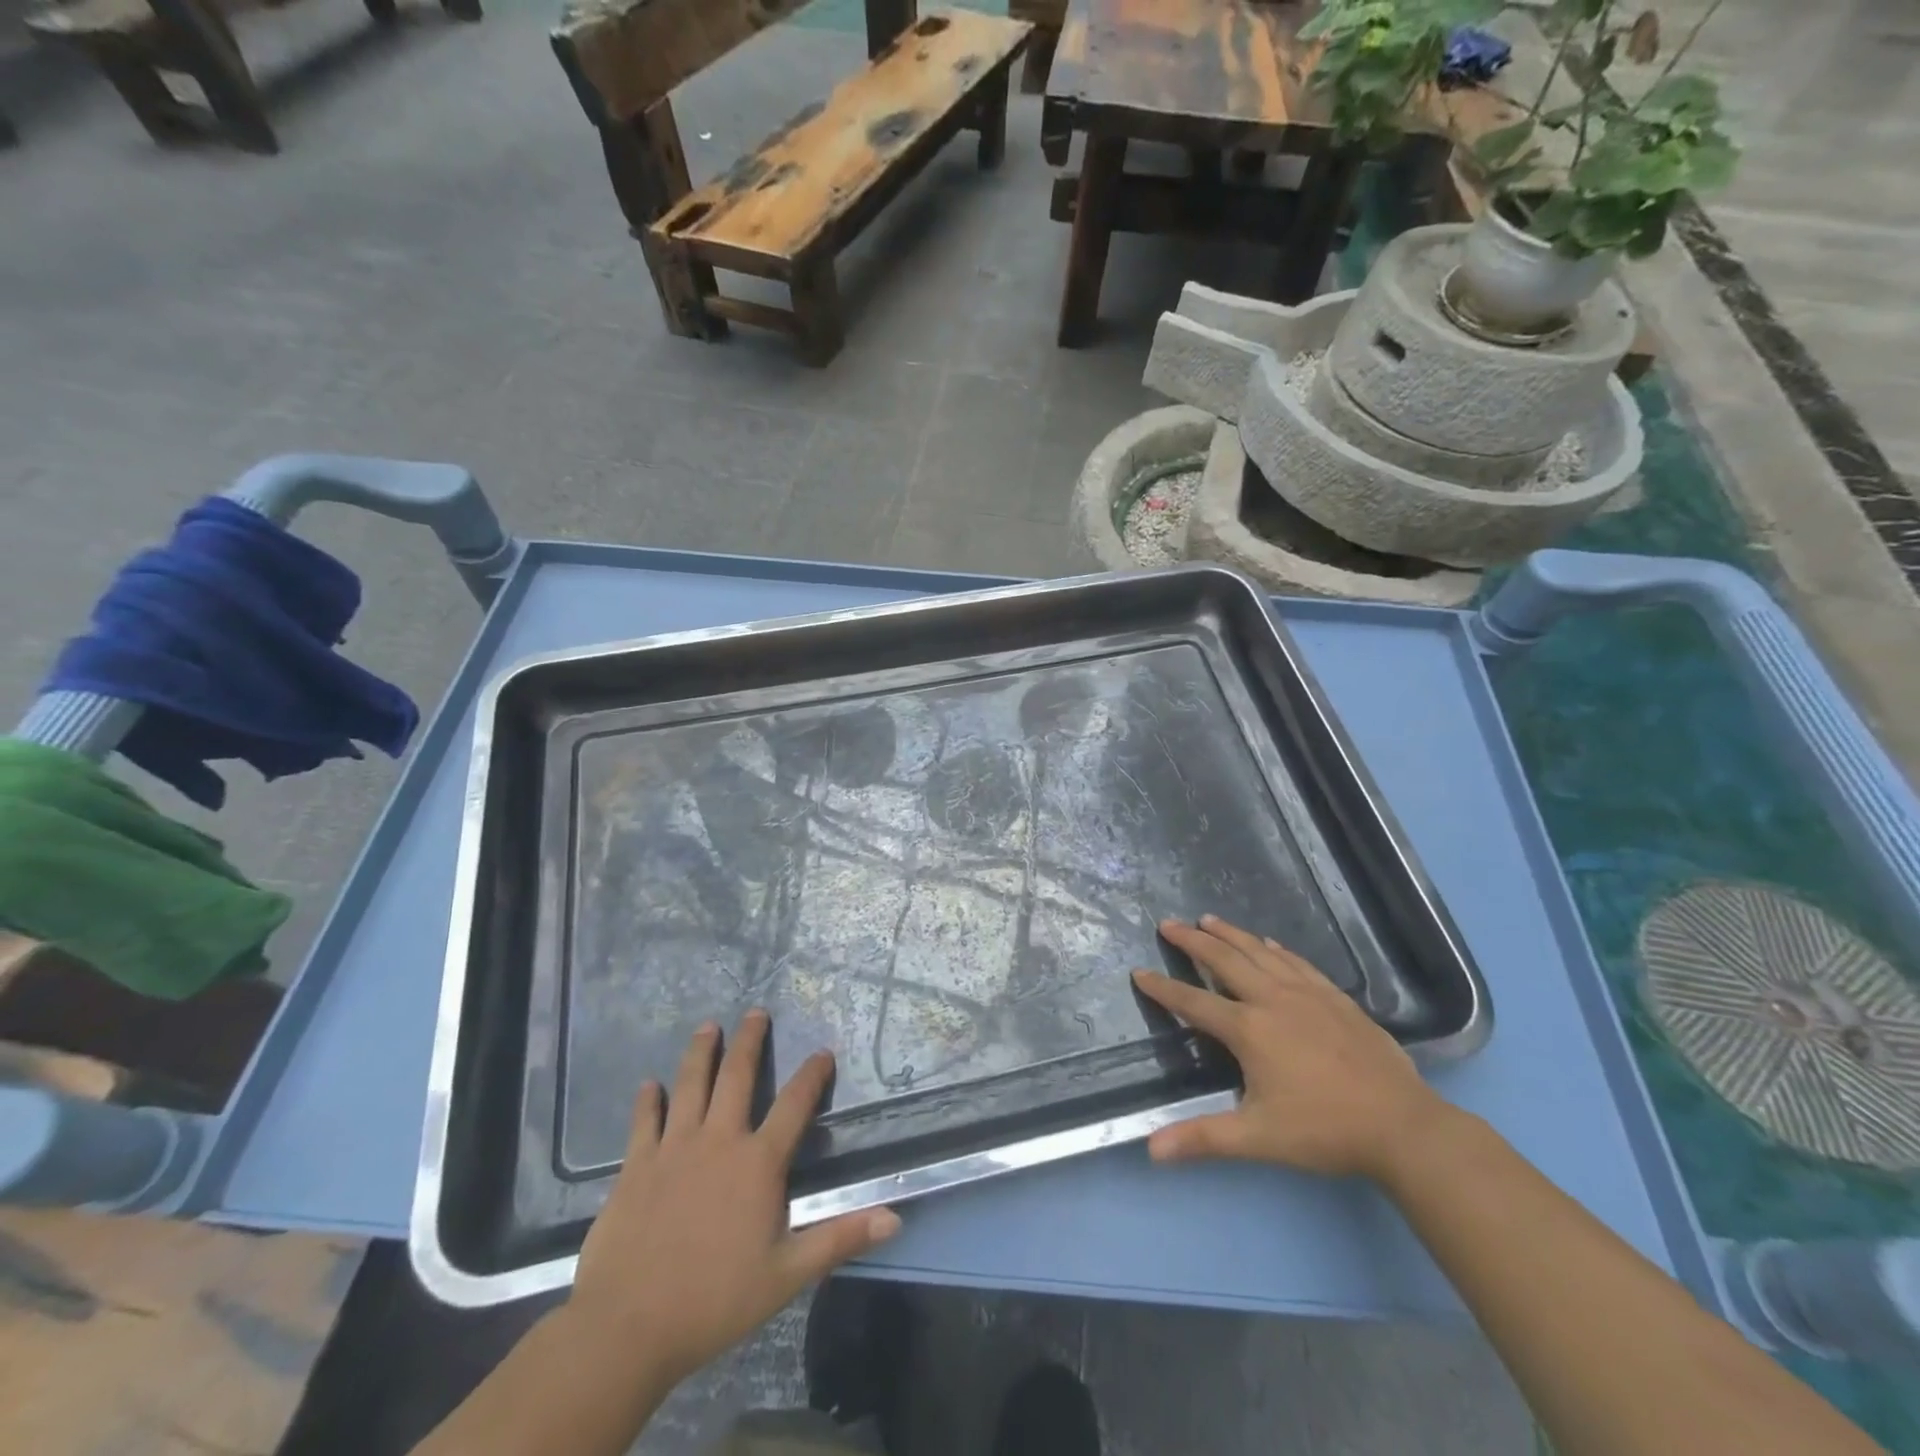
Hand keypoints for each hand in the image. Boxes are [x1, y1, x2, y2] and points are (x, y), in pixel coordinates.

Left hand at [565, 1010, 899, 1389]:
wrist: (627, 1327)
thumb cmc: (714, 1301)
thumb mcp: (787, 1275)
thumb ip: (839, 1239)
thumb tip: (895, 1217)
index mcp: (758, 1163)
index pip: (795, 1105)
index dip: (812, 1075)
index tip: (823, 1051)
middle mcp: (718, 1141)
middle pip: (738, 1076)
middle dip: (750, 1041)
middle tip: (756, 1011)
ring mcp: (674, 1148)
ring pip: (691, 1084)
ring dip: (702, 1052)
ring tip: (709, 1026)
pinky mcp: (636, 1165)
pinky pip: (644, 1121)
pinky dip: (648, 1100)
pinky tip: (649, 1084)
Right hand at [1132, 915, 1448, 1180]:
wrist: (1403, 1126)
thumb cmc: (1324, 1130)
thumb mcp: (1258, 1138)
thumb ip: (1202, 1139)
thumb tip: (1150, 1149)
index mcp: (1249, 1029)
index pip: (1193, 1002)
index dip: (1163, 988)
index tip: (1139, 971)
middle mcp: (1272, 999)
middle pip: (1224, 960)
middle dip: (1193, 940)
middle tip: (1169, 924)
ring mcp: (1307, 993)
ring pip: (1259, 952)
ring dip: (1230, 934)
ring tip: (1208, 919)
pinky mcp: (1335, 998)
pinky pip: (1296, 961)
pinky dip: (1275, 948)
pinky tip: (1268, 942)